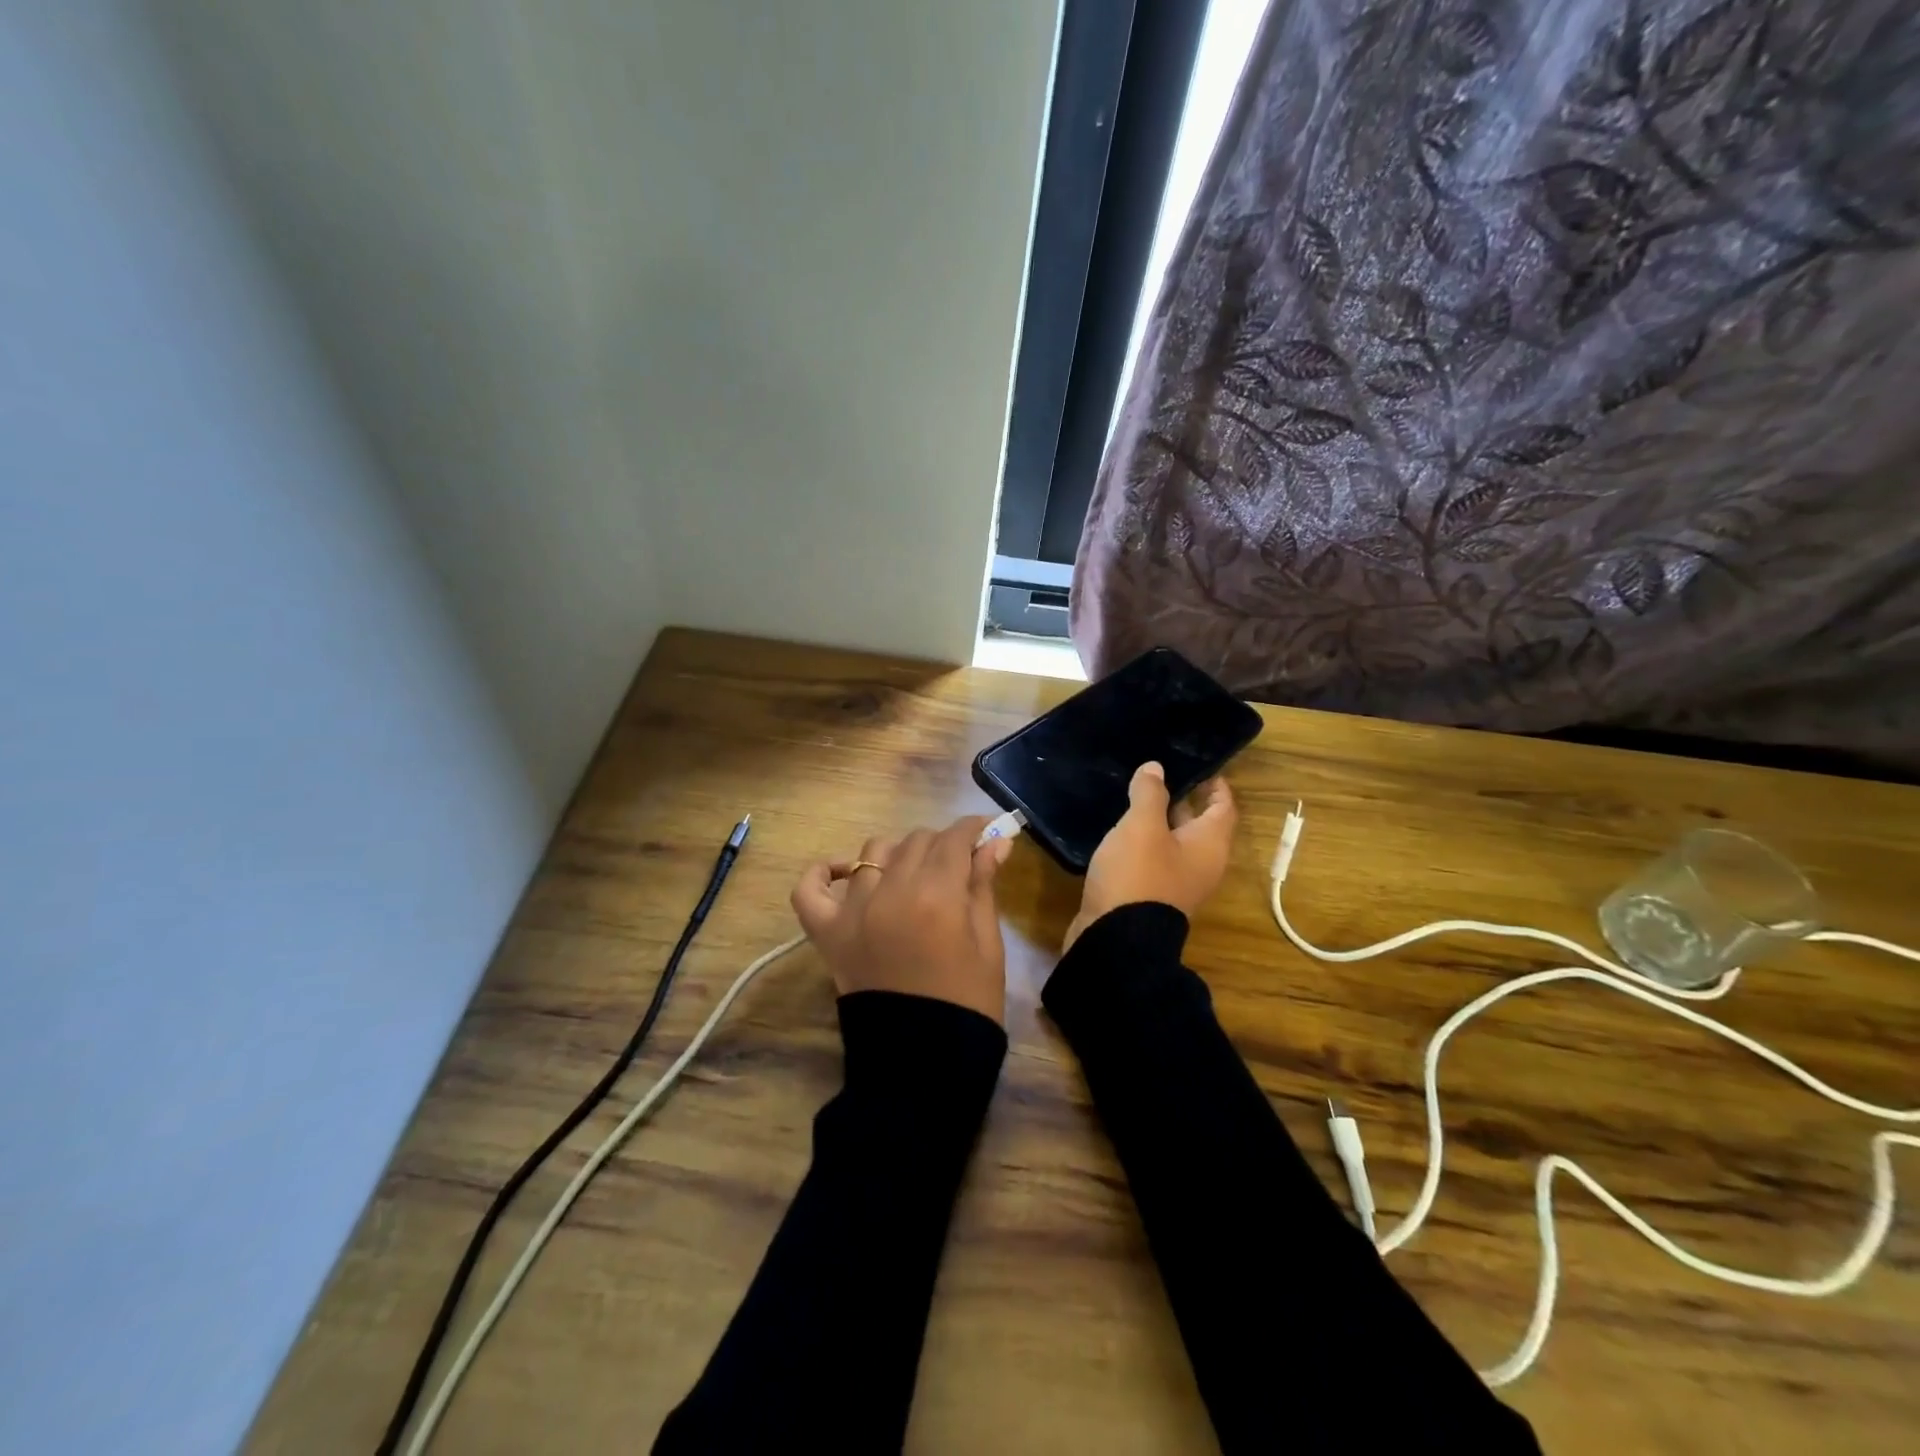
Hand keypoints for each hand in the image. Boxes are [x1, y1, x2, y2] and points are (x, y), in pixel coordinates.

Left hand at [791, 815, 1013, 1024]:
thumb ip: (983, 886)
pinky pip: (809, 889)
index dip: (973, 829)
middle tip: (957, 865)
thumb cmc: (968, 1003)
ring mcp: (853, 911)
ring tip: (911, 876)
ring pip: (873, 853)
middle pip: (916, 841)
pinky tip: (844, 873)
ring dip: (897, 855)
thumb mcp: (988, 944)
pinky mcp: (827, 933)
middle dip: (941, 845)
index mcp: (938, 895)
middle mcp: (892, 892)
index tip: (985, 832)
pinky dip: (822, 874)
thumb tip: (995, 841)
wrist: (922, 1064)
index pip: (954, 839)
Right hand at [1064, 762, 1236, 950]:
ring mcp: (1177, 881)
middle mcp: (1201, 863)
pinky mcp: (1153, 893)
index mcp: (1209, 844)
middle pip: (1200, 823)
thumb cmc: (1138, 875)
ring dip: (1160, 819)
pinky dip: (1145, 840)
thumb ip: (1150, 794)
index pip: (1223, 806)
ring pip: (1174, 841)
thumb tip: (1155, 768)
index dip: (1215, 783)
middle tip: (1159, 772)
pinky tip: (1121, 828)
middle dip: (1183, 796)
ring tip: (1135, 793)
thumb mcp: (1142, 826)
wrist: (1115, 938)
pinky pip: (1156, 857)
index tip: (1198, 762)